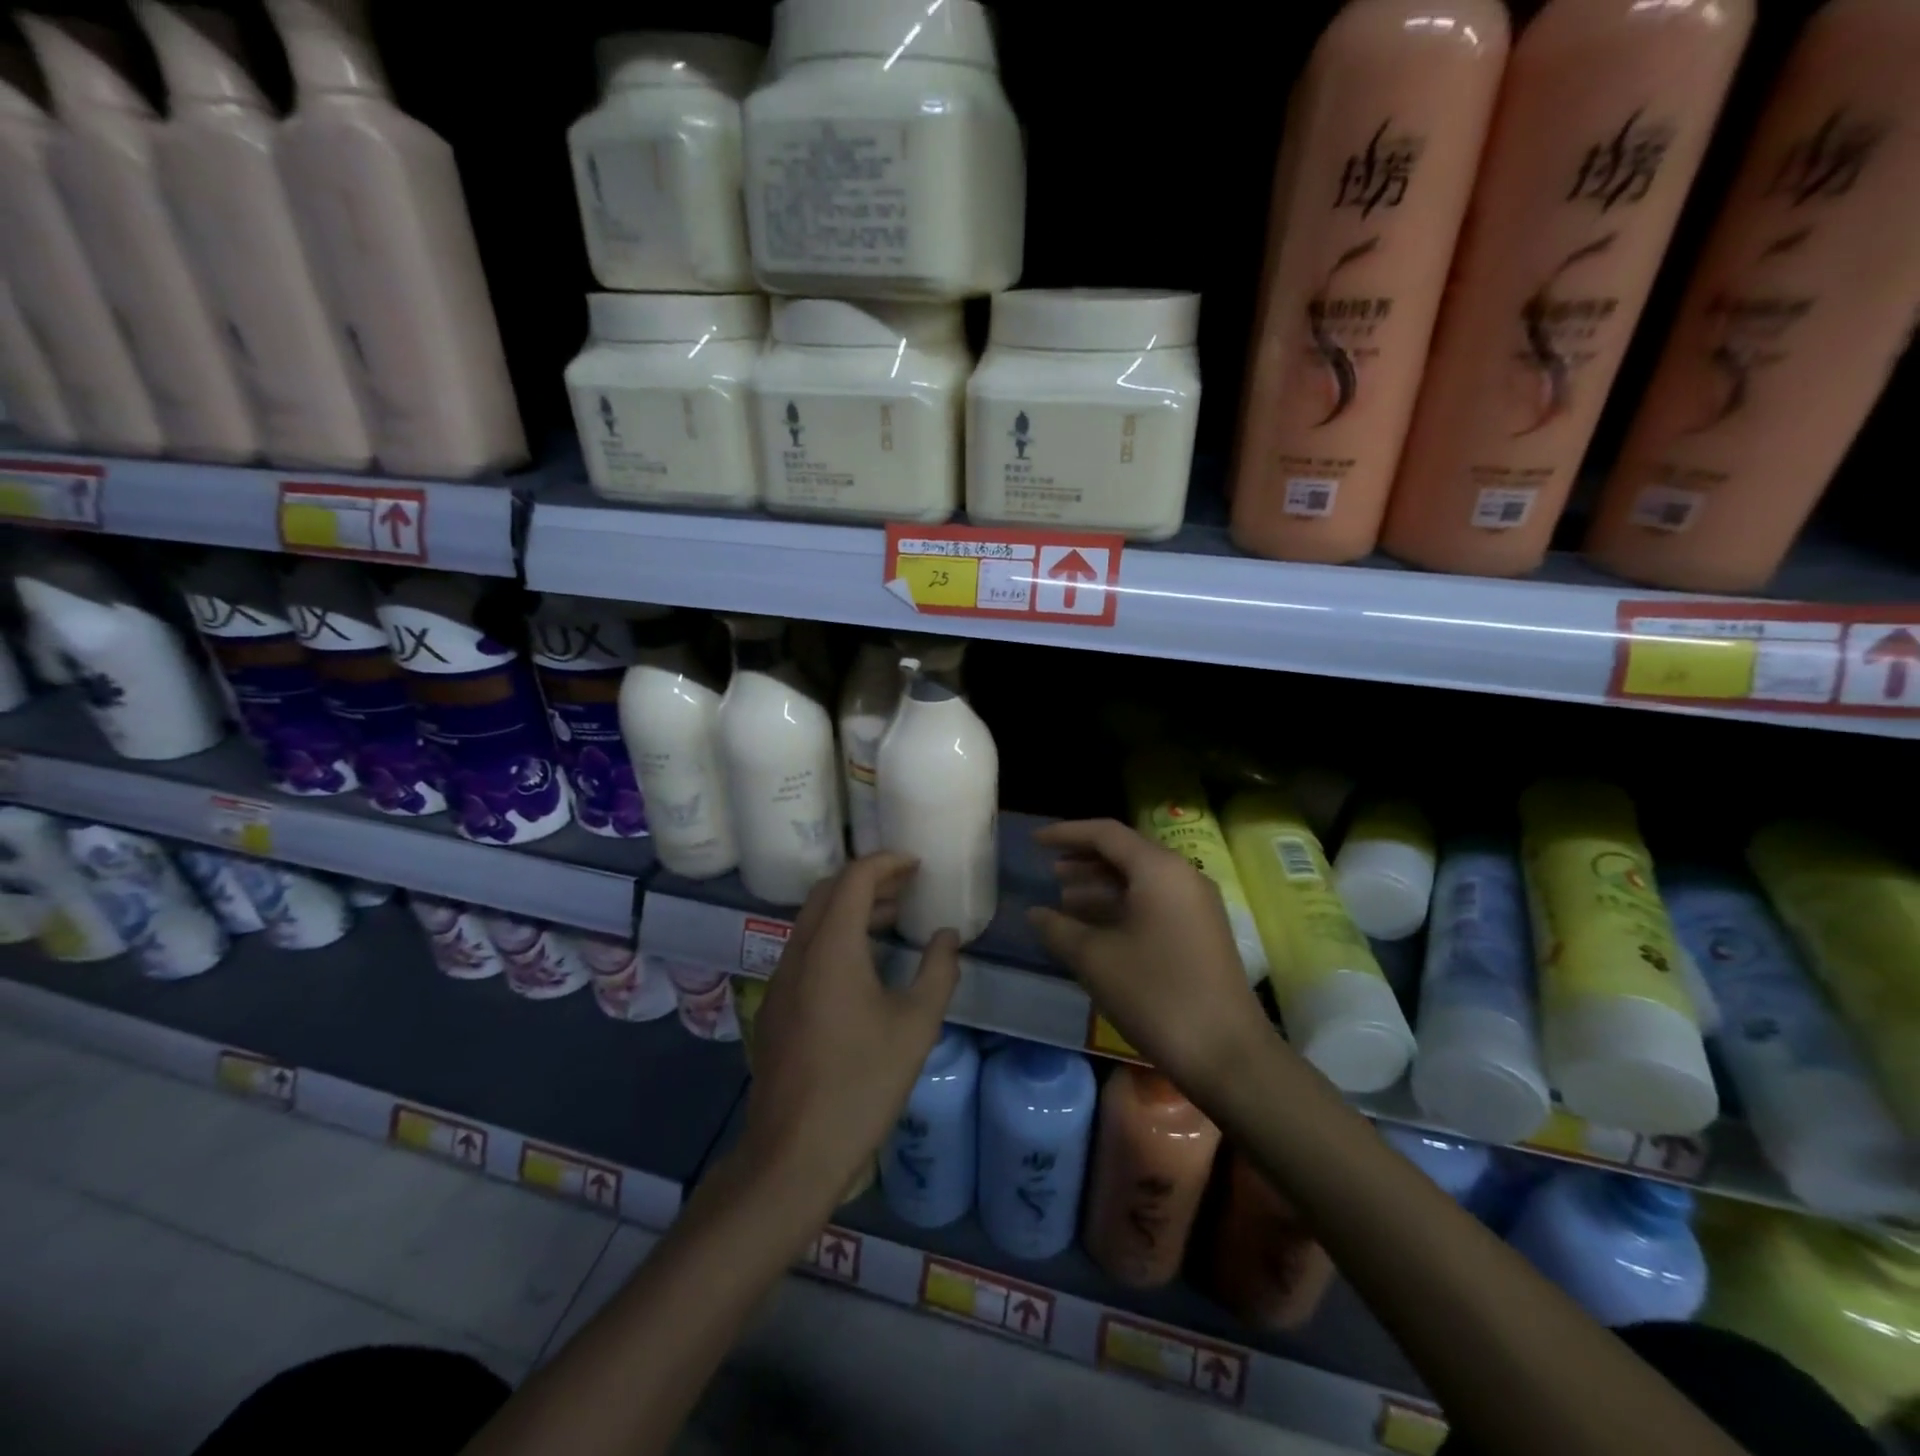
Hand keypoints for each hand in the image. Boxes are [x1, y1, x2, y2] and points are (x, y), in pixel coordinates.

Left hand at [739, 853, 960, 1218]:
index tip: (916, 863)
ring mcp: (780, 978)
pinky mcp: (775, 1004)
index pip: (854, 878)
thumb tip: (946, 937)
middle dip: (868, 879)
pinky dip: (835, 935)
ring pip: (812, 919)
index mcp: (831, 948)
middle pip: (828, 891)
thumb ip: (938, 971)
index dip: (886, 862)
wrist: (794, 1152)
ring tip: (893, 917)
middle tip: (907, 884)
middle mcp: (798, 951)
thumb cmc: (862, 1083)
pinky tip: (863, 963)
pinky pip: (805, 947)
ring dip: (850, 907)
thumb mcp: (916, 1025)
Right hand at [1028, 819, 1271, 1098]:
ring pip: (1140, 880)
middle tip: (1049, 871)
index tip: (1035, 841)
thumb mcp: (1095, 960)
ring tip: (1064, 900)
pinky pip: (1154, 902)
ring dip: (1101, 886)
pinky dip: (1121, 906)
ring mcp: (1196, 905)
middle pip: (1126, 853)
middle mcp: (1182, 876)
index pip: (1106, 834)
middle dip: (1084, 860)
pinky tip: (1095, 928)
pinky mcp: (1201, 932)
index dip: (1066, 833)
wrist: (1227, 1054)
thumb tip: (1035, 913)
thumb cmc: (1156, 995)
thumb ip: (1058, 929)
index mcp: (1159, 870)